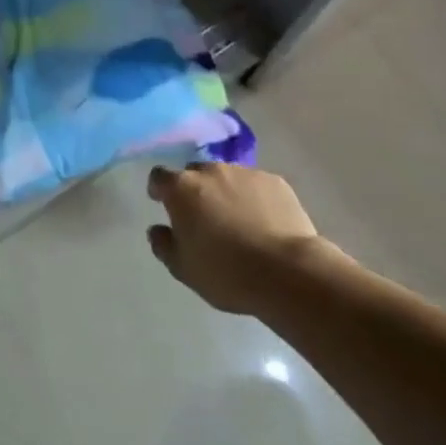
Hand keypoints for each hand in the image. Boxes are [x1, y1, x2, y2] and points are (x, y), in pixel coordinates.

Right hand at [147, 162, 327, 314]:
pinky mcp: (276, 182)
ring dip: (225, 193)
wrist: (288, 272)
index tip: (163, 204)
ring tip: (239, 222)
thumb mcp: (183, 269)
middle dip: (195, 191)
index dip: (160, 190)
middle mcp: (211, 171)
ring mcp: (245, 173)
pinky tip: (265, 224)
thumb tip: (157, 230)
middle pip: (195, 174)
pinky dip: (255, 199)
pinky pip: (256, 186)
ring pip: (227, 178)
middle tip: (204, 218)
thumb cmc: (226, 272)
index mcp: (182, 189)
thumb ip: (163, 245)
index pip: (159, 177)